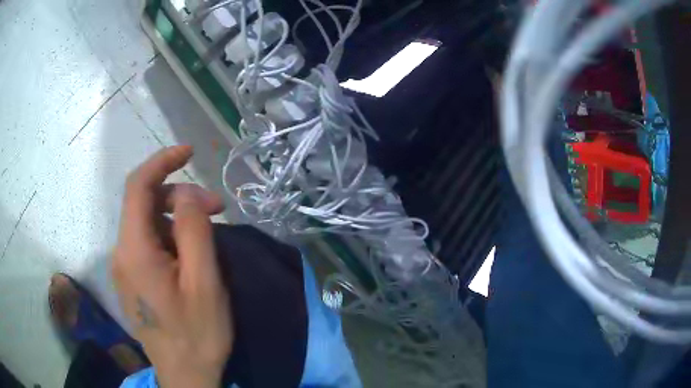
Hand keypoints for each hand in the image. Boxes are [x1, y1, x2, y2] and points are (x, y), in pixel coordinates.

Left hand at [112, 146, 232, 387]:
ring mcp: (124, 268)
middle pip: (143, 204)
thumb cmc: (197, 333)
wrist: (185, 375)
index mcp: (134, 251)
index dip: (162, 161)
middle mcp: (121, 254)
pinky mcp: (132, 280)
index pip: (137, 186)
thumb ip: (194, 230)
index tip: (189, 151)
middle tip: (217, 209)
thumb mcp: (204, 282)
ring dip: (176, 219)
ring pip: (147, 224)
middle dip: (179, 196)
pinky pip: (148, 244)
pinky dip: (170, 237)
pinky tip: (191, 255)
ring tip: (208, 236)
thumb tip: (187, 193)